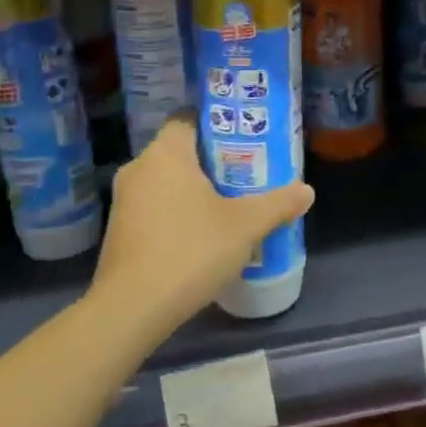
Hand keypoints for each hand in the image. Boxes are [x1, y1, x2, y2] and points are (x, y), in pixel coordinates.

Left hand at [92, 114, 313, 331]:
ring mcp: (124, 201)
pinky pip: (154, 207)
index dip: (216, 124)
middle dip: (211, 161)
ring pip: (165, 182)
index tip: (243, 139)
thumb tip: (307, 191)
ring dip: (193, 190)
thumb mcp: (245, 226)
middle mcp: (139, 168)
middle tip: (246, 174)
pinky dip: (176, 213)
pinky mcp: (119, 231)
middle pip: (179, 151)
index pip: (187, 118)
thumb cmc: (190, 250)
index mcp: (165, 154)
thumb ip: (278, 204)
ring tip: (228, 206)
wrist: (132, 308)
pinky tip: (200, 236)